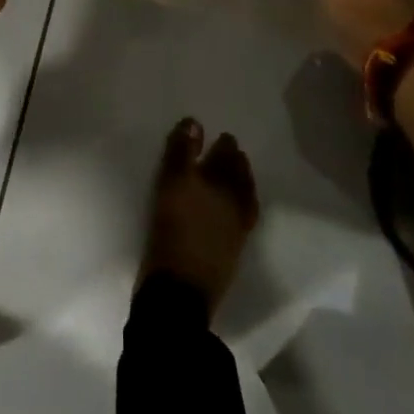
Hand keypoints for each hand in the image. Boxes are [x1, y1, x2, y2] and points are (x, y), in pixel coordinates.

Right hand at [139, 118, 259, 311]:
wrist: (179, 291)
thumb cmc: (171, 232)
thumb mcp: (169, 184)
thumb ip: (181, 152)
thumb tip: (194, 123)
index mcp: (218, 182)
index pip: (223, 154)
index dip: (220, 143)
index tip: (217, 136)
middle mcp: (234, 200)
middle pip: (236, 173)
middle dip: (233, 158)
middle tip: (227, 147)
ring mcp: (237, 225)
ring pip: (243, 193)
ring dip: (240, 178)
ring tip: (233, 170)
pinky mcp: (234, 247)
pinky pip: (244, 215)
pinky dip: (241, 202)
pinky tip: (234, 202)